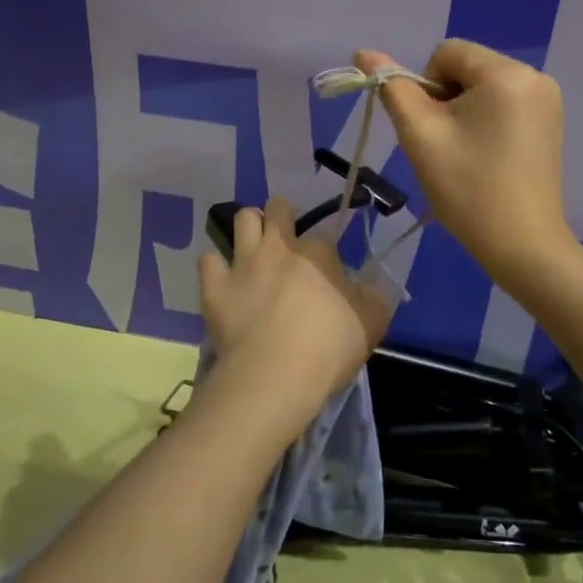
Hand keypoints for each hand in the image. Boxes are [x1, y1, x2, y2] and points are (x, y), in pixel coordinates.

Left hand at [196, 197, 392, 445]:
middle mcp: (279, 246)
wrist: (276, 374)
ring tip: (253, 248)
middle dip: (280, 215)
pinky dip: (215, 267)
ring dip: (248, 228)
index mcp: (318, 253)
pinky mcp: (215, 285)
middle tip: (284, 240)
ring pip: (242, 219)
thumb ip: (373, 299)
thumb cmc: (329, 348)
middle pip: (277, 208)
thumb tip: (371, 287)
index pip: (324, 235)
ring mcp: (243, 262)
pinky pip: (208, 260)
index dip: (324, 249)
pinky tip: (222, 280)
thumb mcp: (371, 324)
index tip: (326, 268)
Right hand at [356, 41, 573, 277]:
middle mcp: (534, 76)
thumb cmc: (467, 188)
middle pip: (467, 68)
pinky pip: (504, 104)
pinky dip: (485, 121)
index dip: (426, 86)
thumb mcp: (420, 135)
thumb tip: (364, 52)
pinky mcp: (550, 123)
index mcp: (506, 73)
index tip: (432, 129)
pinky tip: (485, 157)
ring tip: (464, 154)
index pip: (446, 53)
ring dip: (463, 112)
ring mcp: (548, 100)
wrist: (522, 245)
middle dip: (446, 100)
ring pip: (483, 87)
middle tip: (445, 146)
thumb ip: (392, 88)